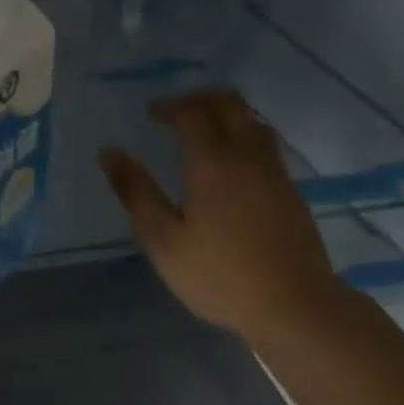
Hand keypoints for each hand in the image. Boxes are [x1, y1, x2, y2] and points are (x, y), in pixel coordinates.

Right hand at [98, 91, 343, 346]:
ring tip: (203, 131)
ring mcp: (274, 171)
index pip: (191, 112)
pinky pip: (266, 143)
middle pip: (228, 104)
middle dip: (199, 100)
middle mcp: (246, 155)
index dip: (168, 106)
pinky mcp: (290, 190)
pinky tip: (232, 163)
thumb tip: (109, 152)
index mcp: (212, 162)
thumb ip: (136, 193)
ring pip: (252, 120)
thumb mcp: (163, 241)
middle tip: (175, 114)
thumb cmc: (219, 276)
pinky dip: (244, 135)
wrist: (294, 304)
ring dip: (226, 114)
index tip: (150, 115)